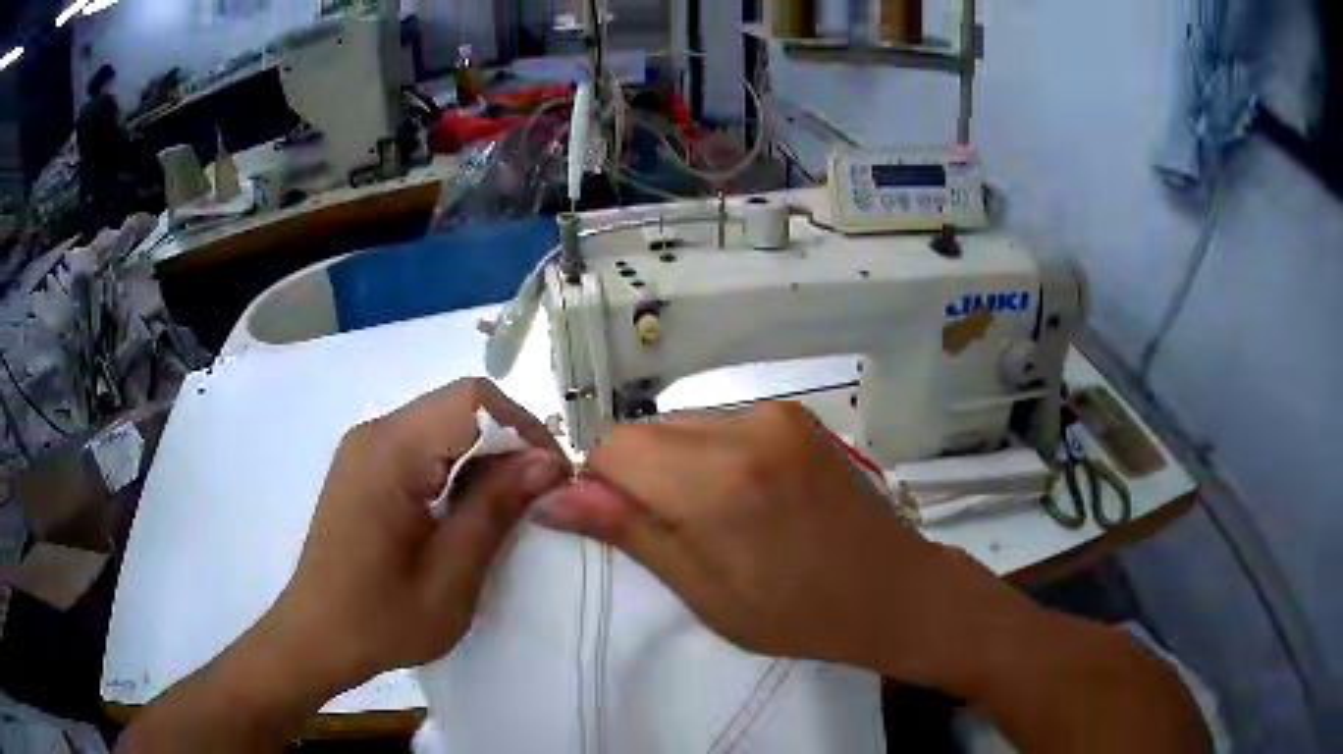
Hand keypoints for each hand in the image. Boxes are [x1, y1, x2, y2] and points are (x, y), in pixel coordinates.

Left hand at [269, 378, 571, 691]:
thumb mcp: (450, 578)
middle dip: (508, 441)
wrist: (316, 636)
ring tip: (507, 507)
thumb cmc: (381, 619)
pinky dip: (457, 464)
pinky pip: (423, 443)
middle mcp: (374, 434)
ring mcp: (365, 447)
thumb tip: (547, 462)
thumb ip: (494, 511)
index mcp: (390, 454)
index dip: (523, 429)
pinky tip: (465, 510)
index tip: (553, 480)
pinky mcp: (364, 465)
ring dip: (484, 454)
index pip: (471, 401)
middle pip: (458, 405)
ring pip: (443, 421)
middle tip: (537, 498)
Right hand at [540, 402, 1036, 690]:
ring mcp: (776, 414)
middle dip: (638, 476)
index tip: (624, 526)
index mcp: (718, 481)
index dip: (602, 486)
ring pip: (681, 425)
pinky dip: (709, 454)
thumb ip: (629, 532)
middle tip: (675, 532)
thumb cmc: (797, 613)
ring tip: (716, 517)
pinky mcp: (795, 414)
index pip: (614, 449)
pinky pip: (720, 423)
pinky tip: (744, 496)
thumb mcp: (703, 591)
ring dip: (674, 464)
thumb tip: (553, 498)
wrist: (892, 589)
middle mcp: (745, 427)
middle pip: (646, 432)